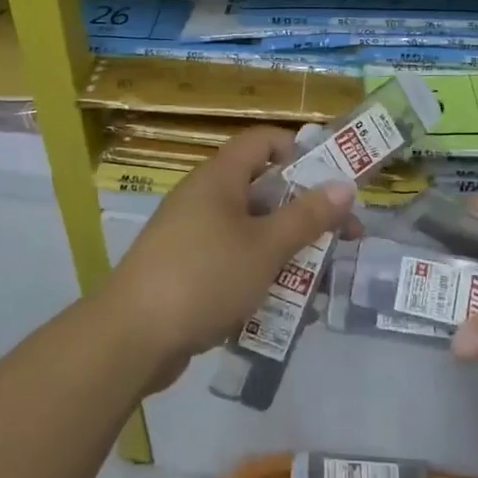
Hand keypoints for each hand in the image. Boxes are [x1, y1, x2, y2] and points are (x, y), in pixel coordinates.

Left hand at [105, 126, 360, 374]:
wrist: (133, 336)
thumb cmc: (205, 276)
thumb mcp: (266, 246)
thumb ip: (307, 216)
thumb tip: (344, 184)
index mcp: (219, 177)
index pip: (263, 142)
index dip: (300, 152)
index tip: (332, 182)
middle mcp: (204, 198)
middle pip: (263, 191)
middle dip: (305, 214)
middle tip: (344, 239)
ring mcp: (192, 236)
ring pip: (252, 232)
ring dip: (287, 252)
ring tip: (321, 285)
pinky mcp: (187, 271)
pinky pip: (233, 262)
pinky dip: (260, 277)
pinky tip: (285, 309)